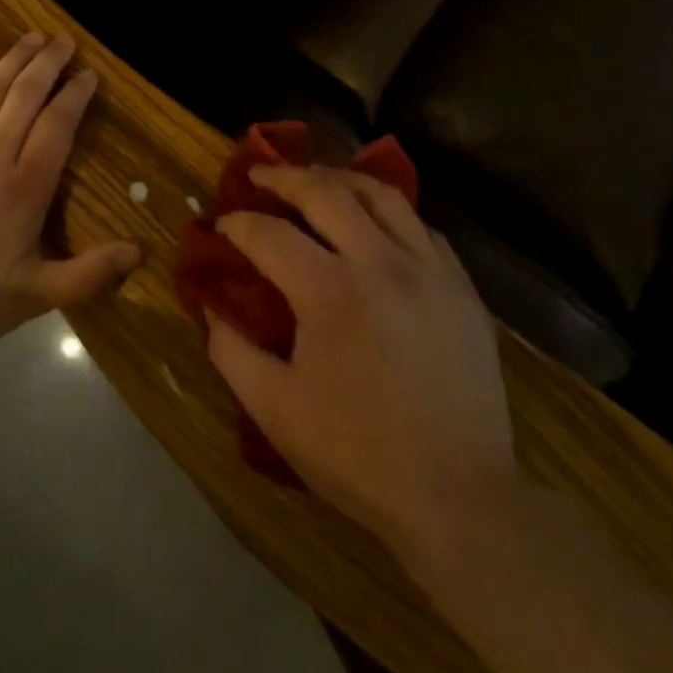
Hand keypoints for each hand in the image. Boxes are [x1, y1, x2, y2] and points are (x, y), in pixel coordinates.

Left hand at [0, 33, 140, 355]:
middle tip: (65, 40)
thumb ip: (86, 275)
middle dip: (49, 64)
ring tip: (33, 37)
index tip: (89, 74)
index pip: (57, 126)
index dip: (75, 96)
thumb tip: (138, 251)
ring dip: (15, 58)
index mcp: (23, 186)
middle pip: (26, 95)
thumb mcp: (31, 298)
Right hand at [204, 165, 515, 555]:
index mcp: (331, 292)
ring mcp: (429, 270)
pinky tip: (373, 223)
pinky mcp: (462, 287)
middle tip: (259, 174)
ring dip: (340, 178)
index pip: (270, 234)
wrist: (460, 498)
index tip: (222, 224)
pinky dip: (387, 211)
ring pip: (382, 194)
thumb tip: (211, 308)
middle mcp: (382, 264)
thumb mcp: (275, 410)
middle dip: (284, 176)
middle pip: (326, 191)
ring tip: (315, 180)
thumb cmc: (358, 455)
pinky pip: (420, 225)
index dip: (238, 224)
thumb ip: (231, 352)